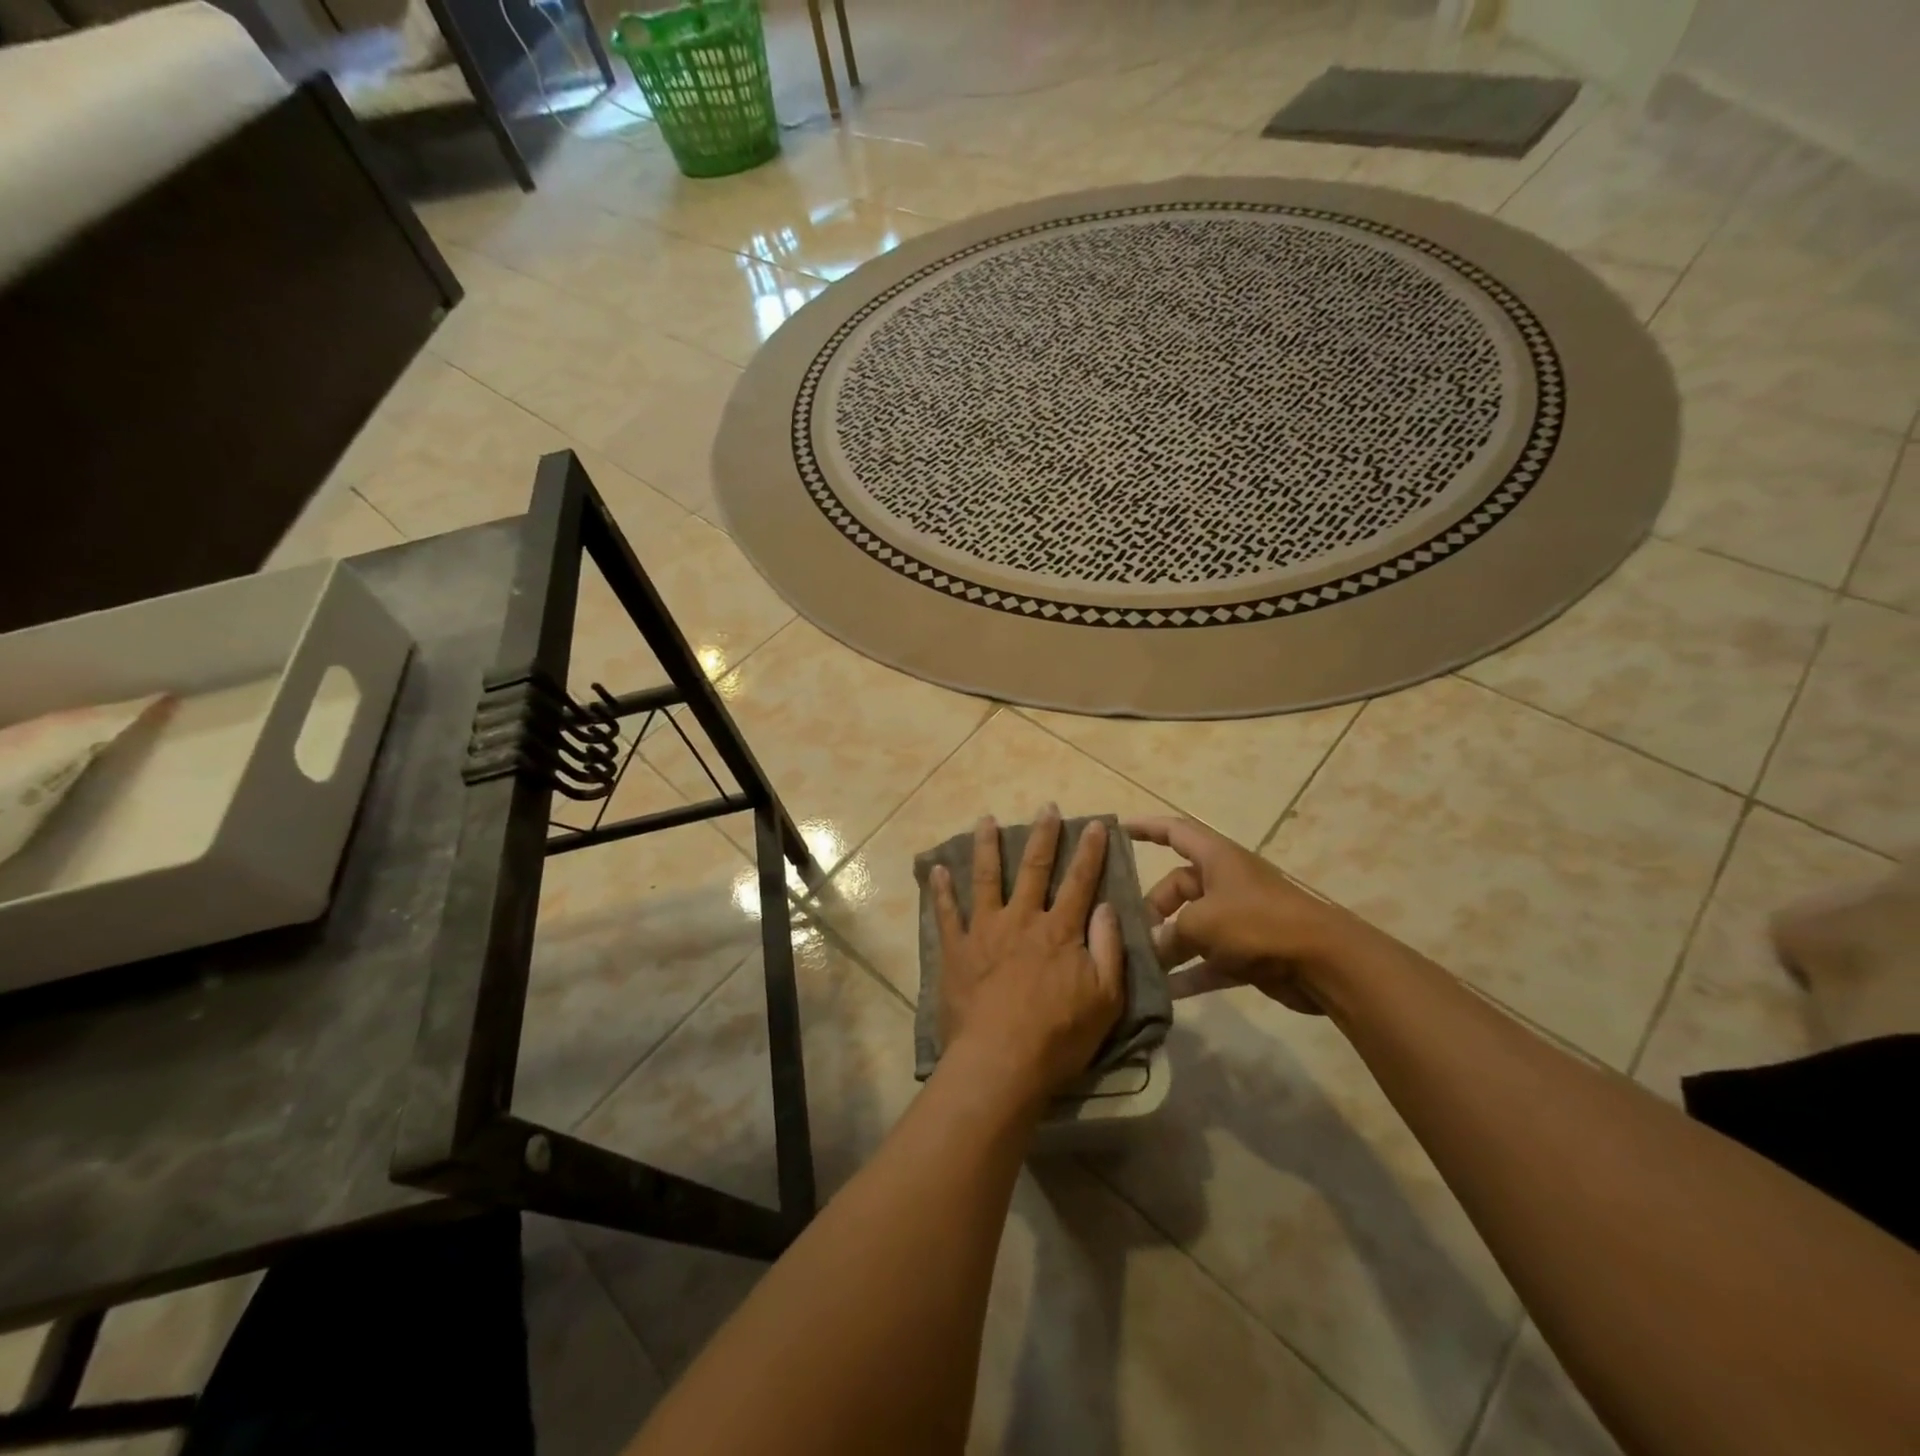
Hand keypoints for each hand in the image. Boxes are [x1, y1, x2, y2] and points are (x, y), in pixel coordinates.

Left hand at [930, 808, 1125, 1104]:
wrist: (1000, 1062)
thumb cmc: (1058, 1037)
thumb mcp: (1105, 999)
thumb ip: (1108, 949)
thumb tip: (1107, 906)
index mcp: (1059, 931)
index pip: (1080, 882)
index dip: (1090, 852)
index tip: (1095, 824)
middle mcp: (1022, 920)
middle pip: (1034, 869)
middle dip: (1043, 836)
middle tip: (1045, 807)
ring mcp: (985, 931)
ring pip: (986, 878)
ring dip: (987, 846)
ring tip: (985, 820)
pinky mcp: (956, 950)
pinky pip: (946, 913)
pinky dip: (941, 890)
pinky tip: (936, 869)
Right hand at [1126, 815, 1351, 1013]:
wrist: (1324, 962)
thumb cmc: (1258, 923)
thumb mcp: (1203, 923)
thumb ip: (1170, 934)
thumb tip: (1152, 947)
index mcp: (1216, 858)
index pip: (1174, 832)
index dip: (1146, 828)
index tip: (1118, 830)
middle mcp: (1225, 882)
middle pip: (1178, 887)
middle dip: (1154, 909)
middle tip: (1133, 933)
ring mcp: (1238, 918)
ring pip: (1192, 926)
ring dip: (1170, 945)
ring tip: (1141, 963)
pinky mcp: (1249, 951)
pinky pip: (1210, 959)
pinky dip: (1192, 972)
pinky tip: (1168, 992)